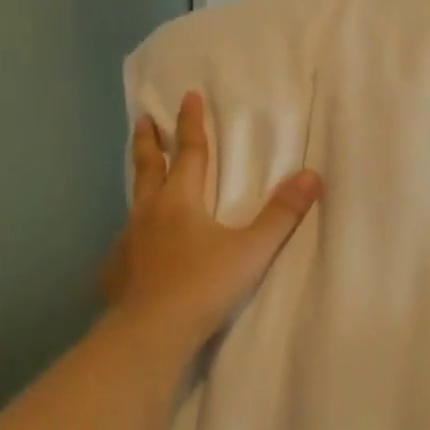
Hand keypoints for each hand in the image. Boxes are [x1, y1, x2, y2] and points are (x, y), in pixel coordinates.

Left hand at [103, 90, 321, 352]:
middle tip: (142, 119)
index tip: (187, 96)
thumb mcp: (251, 250)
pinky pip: (126, 238)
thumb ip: (281, 214)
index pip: (188, 151)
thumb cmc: (203, 286)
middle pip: (148, 167)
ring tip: (143, 176)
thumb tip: (312, 176)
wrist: (150, 334)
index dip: (190, 122)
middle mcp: (149, 212)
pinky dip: (134, 228)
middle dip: (148, 140)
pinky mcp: (117, 269)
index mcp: (180, 200)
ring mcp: (128, 241)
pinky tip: (136, 244)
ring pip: (134, 200)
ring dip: (140, 180)